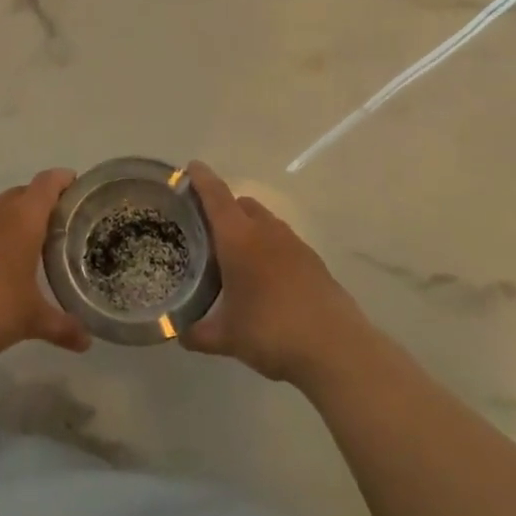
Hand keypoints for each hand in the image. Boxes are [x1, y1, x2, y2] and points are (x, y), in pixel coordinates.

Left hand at [0, 169, 90, 366]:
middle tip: (52, 225)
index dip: (62, 179)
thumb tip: (87, 342)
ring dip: (6, 219)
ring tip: (16, 246)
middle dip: (37, 202)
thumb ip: (62, 327)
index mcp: (22, 221)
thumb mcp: (31, 321)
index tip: (74, 183)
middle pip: (20, 193)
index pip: (47, 184)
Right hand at [181, 162, 365, 383]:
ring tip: (233, 256)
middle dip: (223, 208)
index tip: (191, 167)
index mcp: (238, 238)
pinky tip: (263, 278)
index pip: (216, 197)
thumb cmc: (271, 331)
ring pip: (265, 222)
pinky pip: (282, 243)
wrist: (336, 348)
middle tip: (204, 228)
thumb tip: (180, 333)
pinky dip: (268, 249)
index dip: (202, 179)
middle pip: (241, 204)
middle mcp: (266, 232)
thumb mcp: (226, 337)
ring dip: (247, 228)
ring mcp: (294, 244)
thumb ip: (197, 333)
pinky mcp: (313, 262)